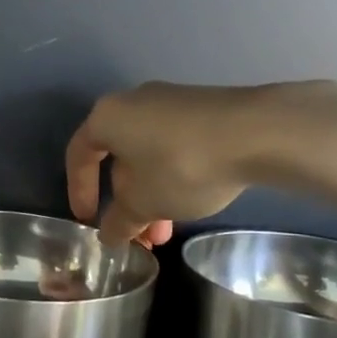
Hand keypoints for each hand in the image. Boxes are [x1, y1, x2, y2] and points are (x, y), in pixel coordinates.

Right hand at [66, 83, 257, 246]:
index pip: (79, 155)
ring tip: (167, 231)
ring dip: (152, 195)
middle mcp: (134, 102)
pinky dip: (173, 176)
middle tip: (138, 234)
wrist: (257, 132)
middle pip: (118, 157)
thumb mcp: (145, 203)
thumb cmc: (182, 165)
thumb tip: (108, 235)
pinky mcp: (203, 109)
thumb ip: (120, 221)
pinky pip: (174, 146)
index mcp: (107, 117)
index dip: (79, 190)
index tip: (88, 220)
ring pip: (148, 155)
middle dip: (126, 201)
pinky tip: (191, 202)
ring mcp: (171, 102)